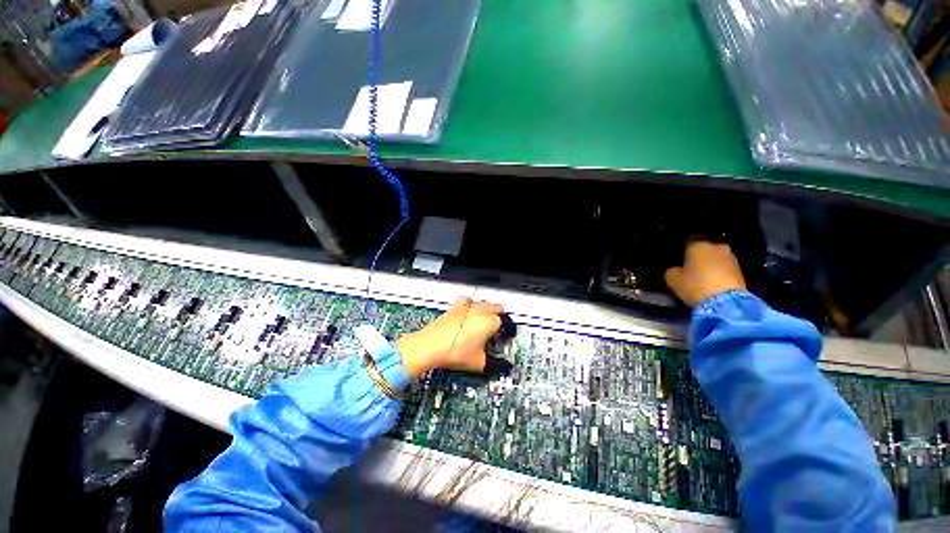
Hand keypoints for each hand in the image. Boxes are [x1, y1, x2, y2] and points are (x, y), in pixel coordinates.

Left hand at [397, 297, 503, 378]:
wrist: (431, 346)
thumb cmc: (453, 351)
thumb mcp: (478, 363)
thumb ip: (491, 362)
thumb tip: (494, 364)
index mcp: (490, 321)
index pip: (504, 323)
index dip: (503, 333)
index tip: (499, 340)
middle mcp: (480, 310)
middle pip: (497, 308)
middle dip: (498, 318)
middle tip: (494, 331)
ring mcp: (467, 307)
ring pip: (483, 302)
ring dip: (486, 310)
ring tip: (483, 322)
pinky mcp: (455, 308)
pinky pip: (467, 301)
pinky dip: (469, 305)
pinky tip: (467, 314)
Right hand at [664, 239, 746, 307]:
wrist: (727, 303)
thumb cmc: (695, 285)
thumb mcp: (672, 279)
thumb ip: (671, 269)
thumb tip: (674, 268)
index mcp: (698, 242)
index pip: (688, 236)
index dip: (682, 243)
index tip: (677, 251)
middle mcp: (716, 244)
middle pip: (704, 243)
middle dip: (697, 250)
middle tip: (688, 260)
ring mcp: (731, 256)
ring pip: (715, 253)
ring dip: (709, 259)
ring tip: (701, 269)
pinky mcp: (740, 268)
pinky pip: (724, 264)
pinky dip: (718, 268)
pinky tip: (711, 276)